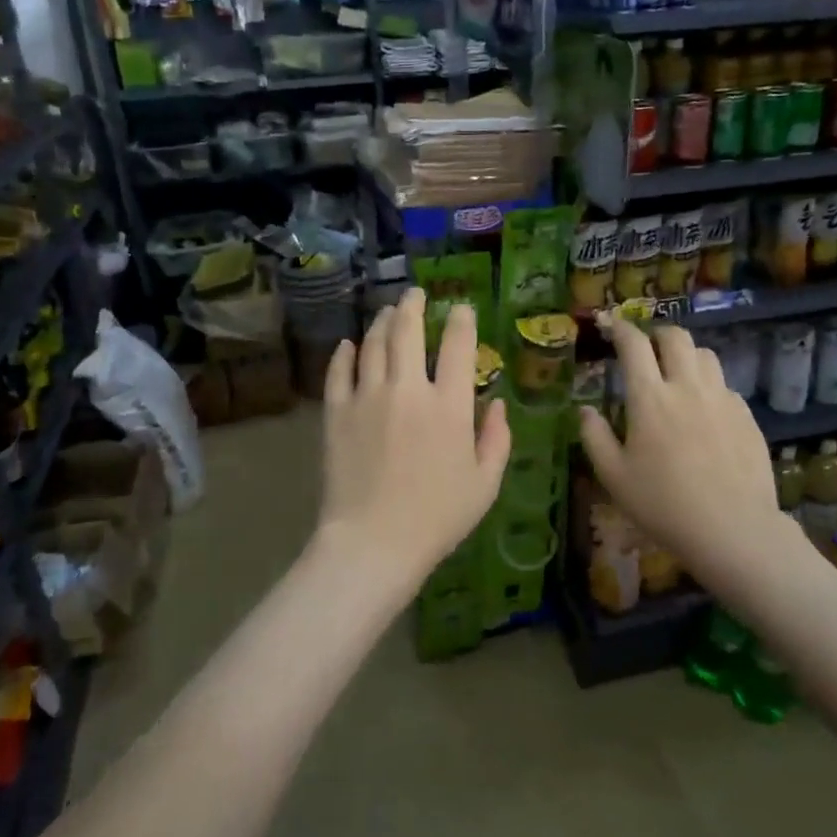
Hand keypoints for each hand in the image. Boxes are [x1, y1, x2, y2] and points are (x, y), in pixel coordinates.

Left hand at [316, 289, 510, 595]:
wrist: (373, 541)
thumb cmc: (438, 518)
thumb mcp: (485, 484)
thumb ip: (497, 439)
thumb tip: (499, 403)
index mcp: (449, 406)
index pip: (459, 347)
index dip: (462, 321)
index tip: (462, 309)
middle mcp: (408, 390)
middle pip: (408, 331)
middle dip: (413, 305)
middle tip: (415, 294)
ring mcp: (367, 397)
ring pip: (374, 343)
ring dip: (382, 322)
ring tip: (388, 312)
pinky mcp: (337, 412)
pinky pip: (339, 371)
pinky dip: (345, 353)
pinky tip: (349, 345)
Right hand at [578, 317, 793, 586]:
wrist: (732, 529)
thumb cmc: (662, 504)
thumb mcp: (614, 476)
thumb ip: (594, 436)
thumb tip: (586, 410)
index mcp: (650, 398)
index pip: (633, 345)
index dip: (619, 328)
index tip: (610, 324)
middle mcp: (687, 387)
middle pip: (676, 337)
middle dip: (657, 335)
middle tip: (646, 349)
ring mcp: (722, 399)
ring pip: (706, 355)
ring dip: (686, 355)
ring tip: (677, 375)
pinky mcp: (746, 416)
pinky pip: (725, 385)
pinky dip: (709, 386)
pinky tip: (704, 411)